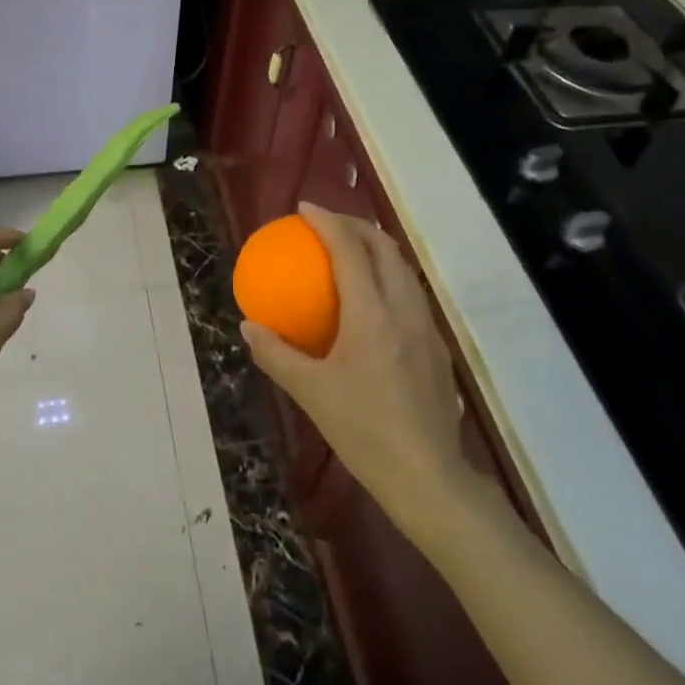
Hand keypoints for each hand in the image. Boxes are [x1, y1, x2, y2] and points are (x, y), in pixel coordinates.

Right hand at [241, 204, 480, 535]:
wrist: (427, 476)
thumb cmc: (364, 430)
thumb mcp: (310, 392)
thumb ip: (276, 354)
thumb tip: (249, 326)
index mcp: (372, 314)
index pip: (350, 250)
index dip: (328, 222)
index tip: (305, 208)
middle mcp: (403, 309)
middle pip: (385, 249)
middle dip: (356, 226)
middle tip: (327, 225)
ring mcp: (426, 327)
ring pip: (403, 270)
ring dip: (377, 249)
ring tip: (350, 251)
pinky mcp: (435, 347)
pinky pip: (410, 294)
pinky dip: (388, 278)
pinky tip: (372, 301)